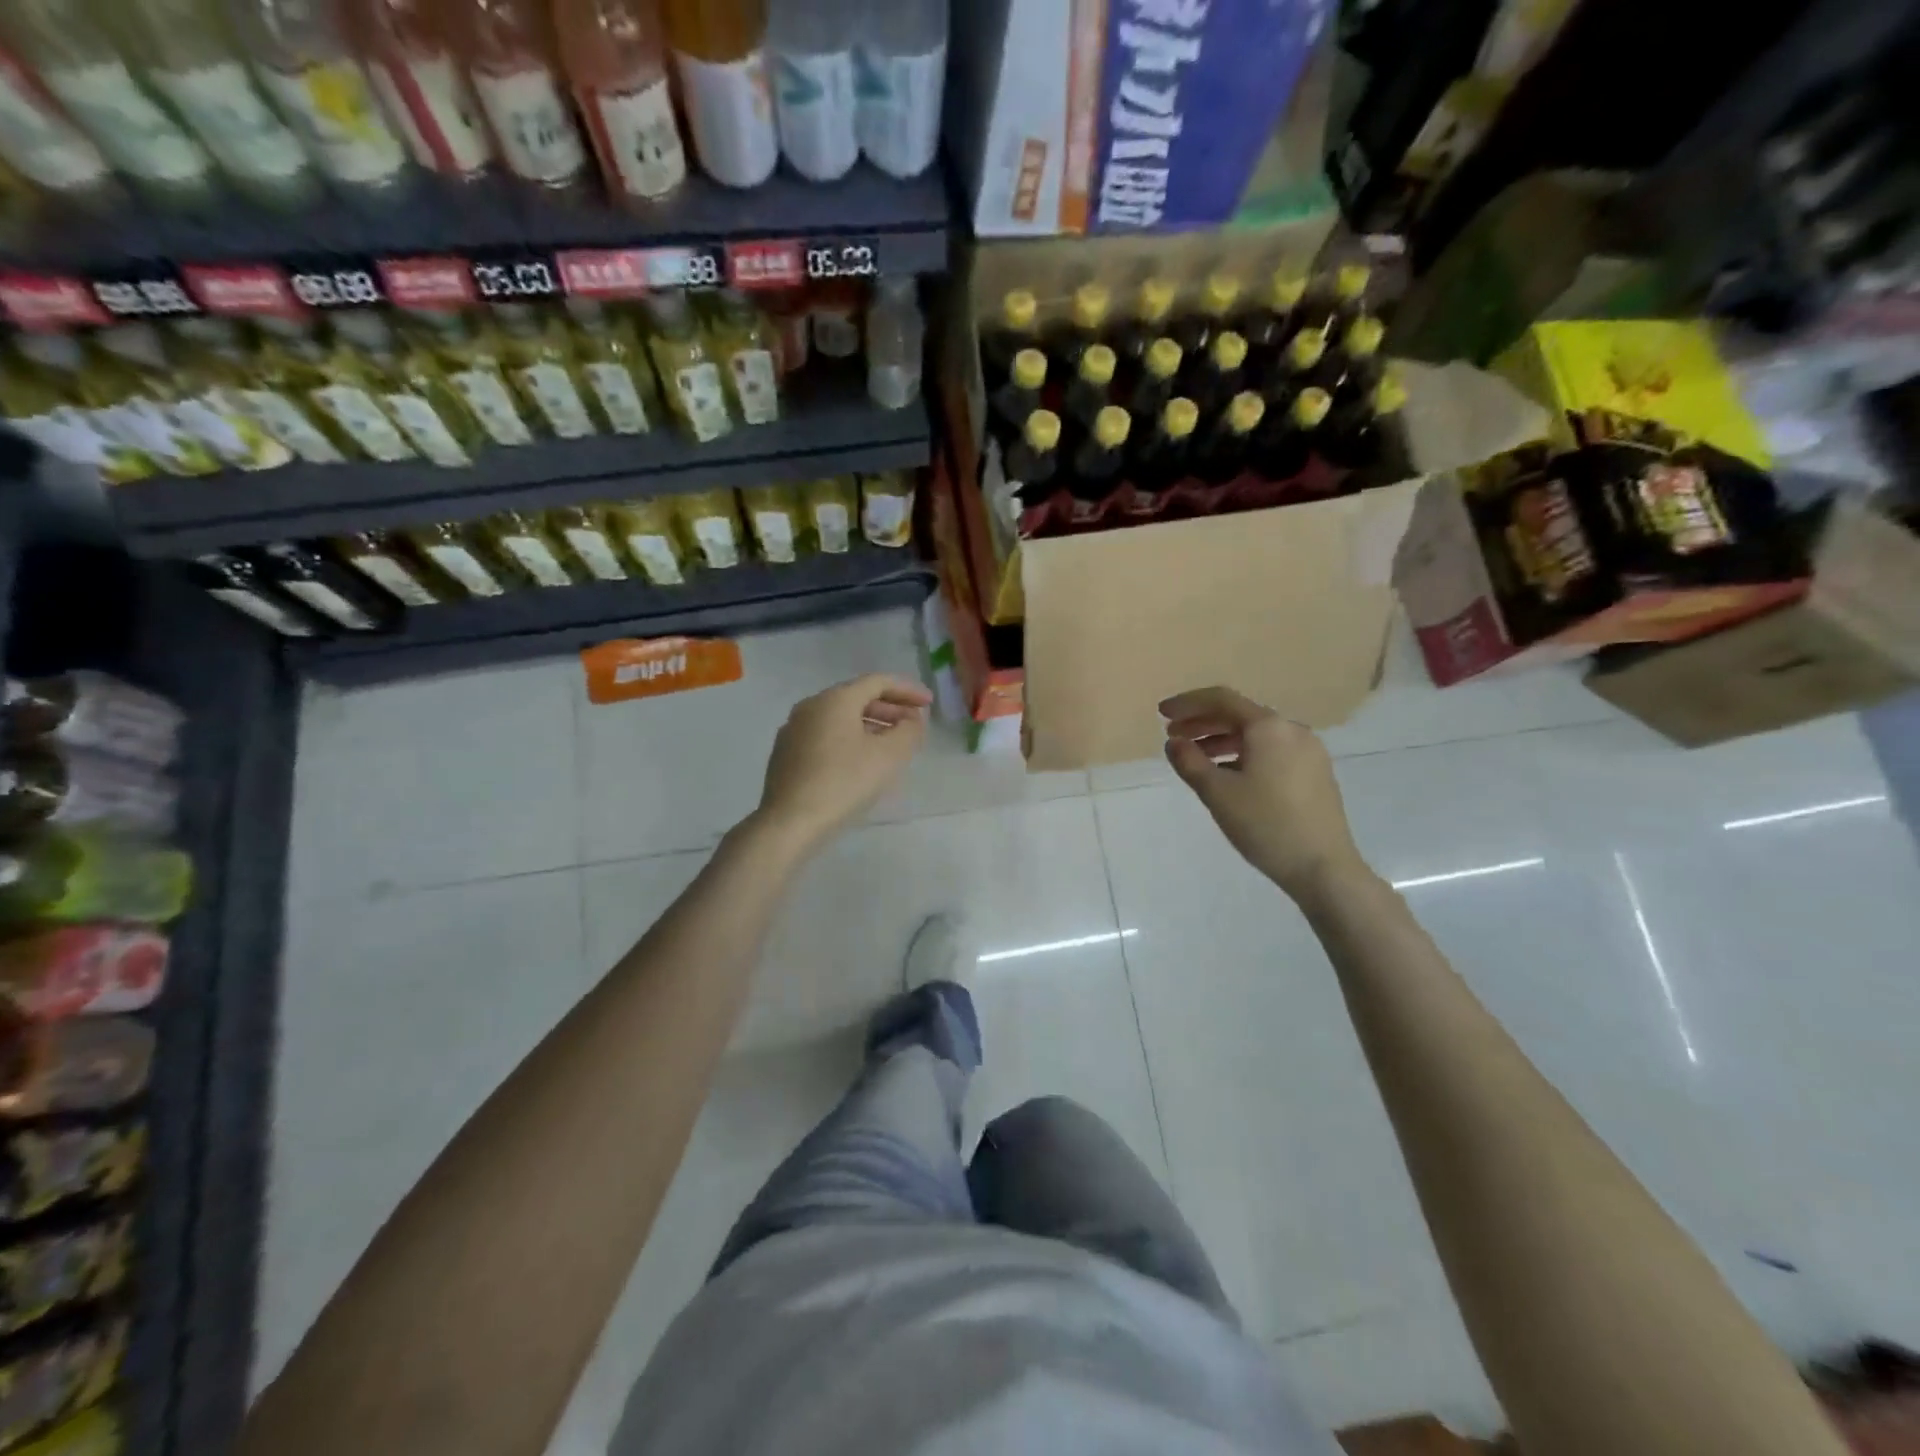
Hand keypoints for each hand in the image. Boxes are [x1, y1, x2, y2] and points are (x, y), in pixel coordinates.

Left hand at [754, 673, 930, 847]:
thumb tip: (912, 720)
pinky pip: (825, 736)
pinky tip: (860, 761)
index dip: (907, 690)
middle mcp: (810, 706)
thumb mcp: (889, 756)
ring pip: (839, 719)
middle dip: (889, 708)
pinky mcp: (786, 754)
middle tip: (912, 724)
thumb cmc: (844, 782)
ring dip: (870, 725)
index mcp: (835, 699)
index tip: (928, 703)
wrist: (791, 822)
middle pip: (856, 698)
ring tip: (891, 744)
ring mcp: (793, 730)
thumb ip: (909, 731)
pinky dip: (849, 739)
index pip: (877, 682)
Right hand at [1161, 686, 1368, 900]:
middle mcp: (1292, 730)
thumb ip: (1190, 762)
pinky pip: (1271, 751)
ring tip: (1194, 757)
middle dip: (1203, 722)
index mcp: (1269, 727)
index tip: (1162, 714)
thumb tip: (1175, 742)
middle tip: (1172, 735)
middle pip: (1240, 715)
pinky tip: (1227, 774)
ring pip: (1256, 735)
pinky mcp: (1315, 773)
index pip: (1222, 700)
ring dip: (1221, 740)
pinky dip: (1243, 754)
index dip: (1187, 704)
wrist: (1323, 867)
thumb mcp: (1217, 793)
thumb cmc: (1265, 824)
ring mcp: (1308, 752)